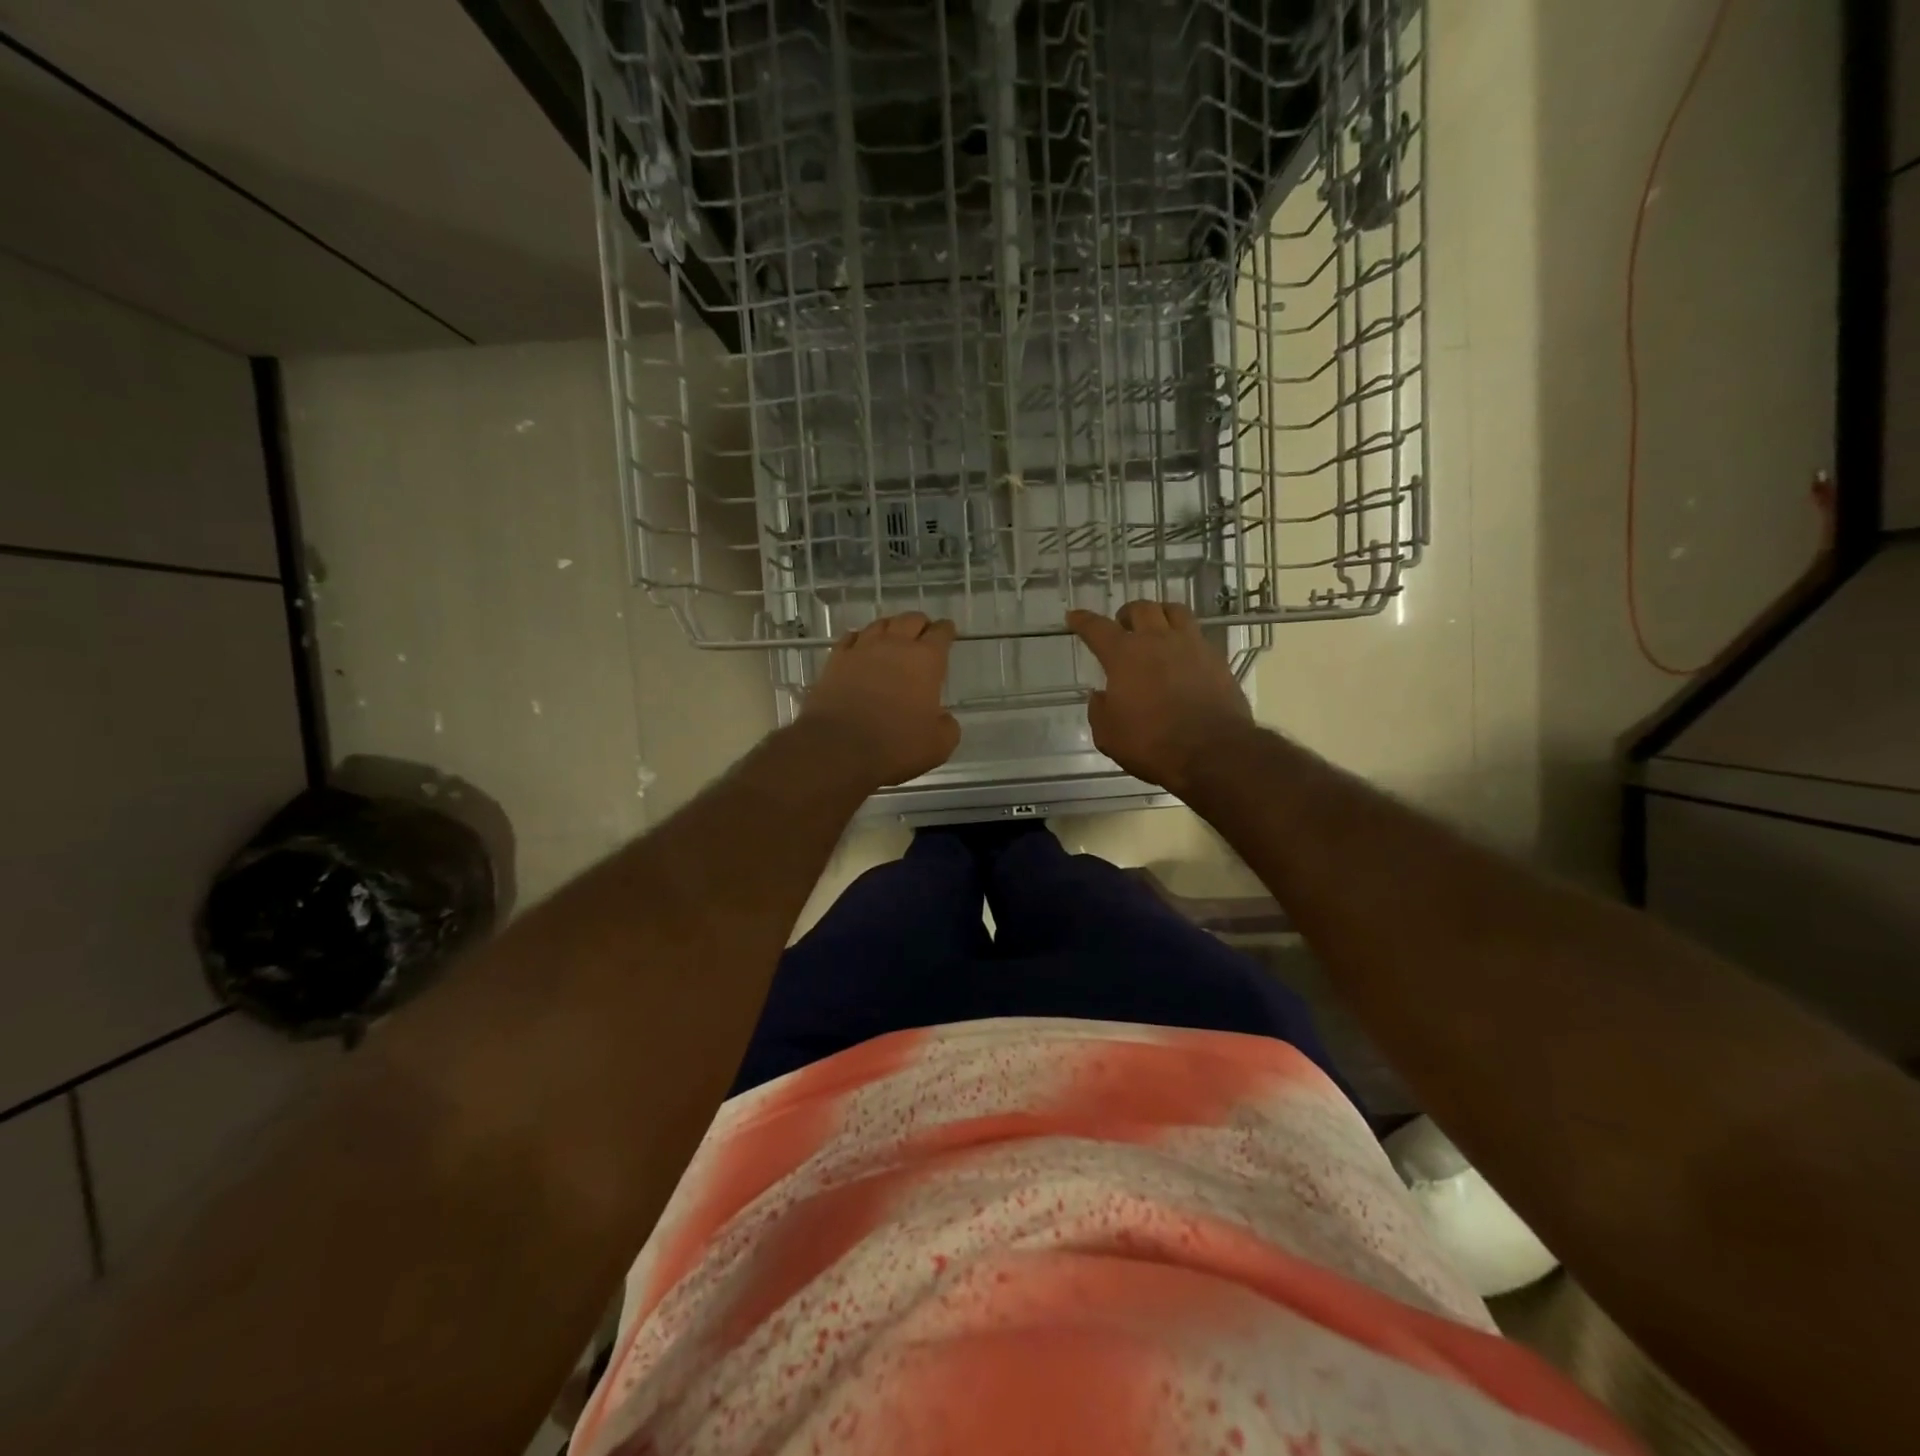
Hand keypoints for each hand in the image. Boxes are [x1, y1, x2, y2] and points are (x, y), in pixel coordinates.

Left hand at [799, 612, 960, 786]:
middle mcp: (895, 645)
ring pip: (881, 623)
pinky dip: (860, 638)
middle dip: (921, 625)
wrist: (838, 748)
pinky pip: (851, 637)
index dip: (947, 630)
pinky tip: (861, 645)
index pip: (941, 633)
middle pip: (911, 620)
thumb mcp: (938, 745)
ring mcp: (862, 649)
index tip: (948, 632)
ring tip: (894, 636)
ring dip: (892, 627)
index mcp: (926, 660)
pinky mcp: (836, 660)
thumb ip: (947, 726)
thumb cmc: (895, 745)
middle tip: (923, 635)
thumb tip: (942, 717)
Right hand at [1067, 600, 1254, 795]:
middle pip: (1141, 608)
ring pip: (1175, 611)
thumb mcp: (1108, 735)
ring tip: (1156, 628)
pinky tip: (1182, 655)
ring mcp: (1191, 646)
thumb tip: (1101, 695)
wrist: (1213, 752)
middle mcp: (1158, 641)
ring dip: (1160, 614)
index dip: (1083, 621)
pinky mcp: (1216, 659)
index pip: (1097, 628)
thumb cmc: (1152, 744)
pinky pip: (1197, 635)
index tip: (1074, 616)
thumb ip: (1099, 710)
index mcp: (1125, 655)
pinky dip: (1184, 638)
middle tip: (1122, 626)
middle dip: (1127, 613)